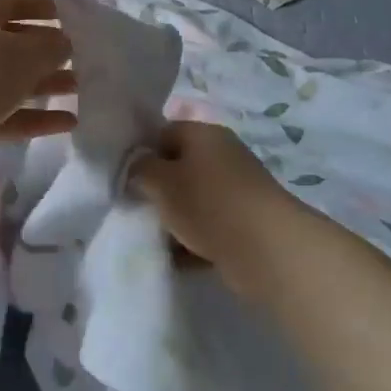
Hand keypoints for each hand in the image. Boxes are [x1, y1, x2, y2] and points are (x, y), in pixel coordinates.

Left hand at [0, 0, 77, 182]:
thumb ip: (53, 45)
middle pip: (16, 43)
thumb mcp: (27, 52)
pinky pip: (10, 114)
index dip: (43, 6)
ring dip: (48, 84)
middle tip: (84, 61)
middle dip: (50, 51)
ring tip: (83, 92)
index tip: (73, 19)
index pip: (13, 0)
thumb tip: (65, 43)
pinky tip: (70, 123)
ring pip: (14, 81)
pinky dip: (37, 117)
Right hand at [130, 121, 295, 275]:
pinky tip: (175, 258)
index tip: (124, 178)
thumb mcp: (161, 181)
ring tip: (152, 237)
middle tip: (135, 209)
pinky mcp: (244, 223)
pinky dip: (191, 241)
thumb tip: (136, 167)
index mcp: (204, 134)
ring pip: (192, 200)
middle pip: (178, 168)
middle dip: (156, 190)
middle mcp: (223, 156)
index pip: (163, 132)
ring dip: (172, 219)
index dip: (142, 152)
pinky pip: (208, 227)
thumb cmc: (208, 203)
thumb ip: (140, 169)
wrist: (266, 248)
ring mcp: (236, 190)